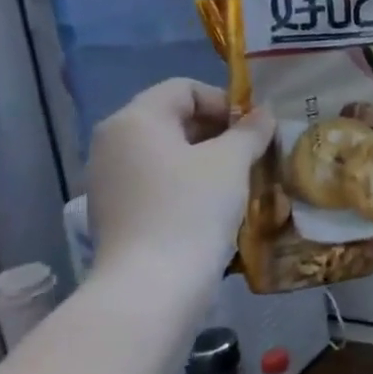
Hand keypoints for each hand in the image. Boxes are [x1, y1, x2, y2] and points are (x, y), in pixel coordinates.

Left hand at [86, 79, 275, 277]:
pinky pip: (157, 182)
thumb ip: (250, 131)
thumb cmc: (192, 208)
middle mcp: (113, 142)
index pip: (184, 89)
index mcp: (135, 120)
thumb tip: (263, 115)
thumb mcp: (232, 161)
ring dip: (206, 159)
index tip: (254, 129)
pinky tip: (214, 206)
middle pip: (173, 119)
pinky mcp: (115, 212)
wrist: (152, 285)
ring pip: (167, 153)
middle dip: (218, 131)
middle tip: (253, 153)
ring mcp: (109, 180)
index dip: (225, 102)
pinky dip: (187, 184)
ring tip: (239, 180)